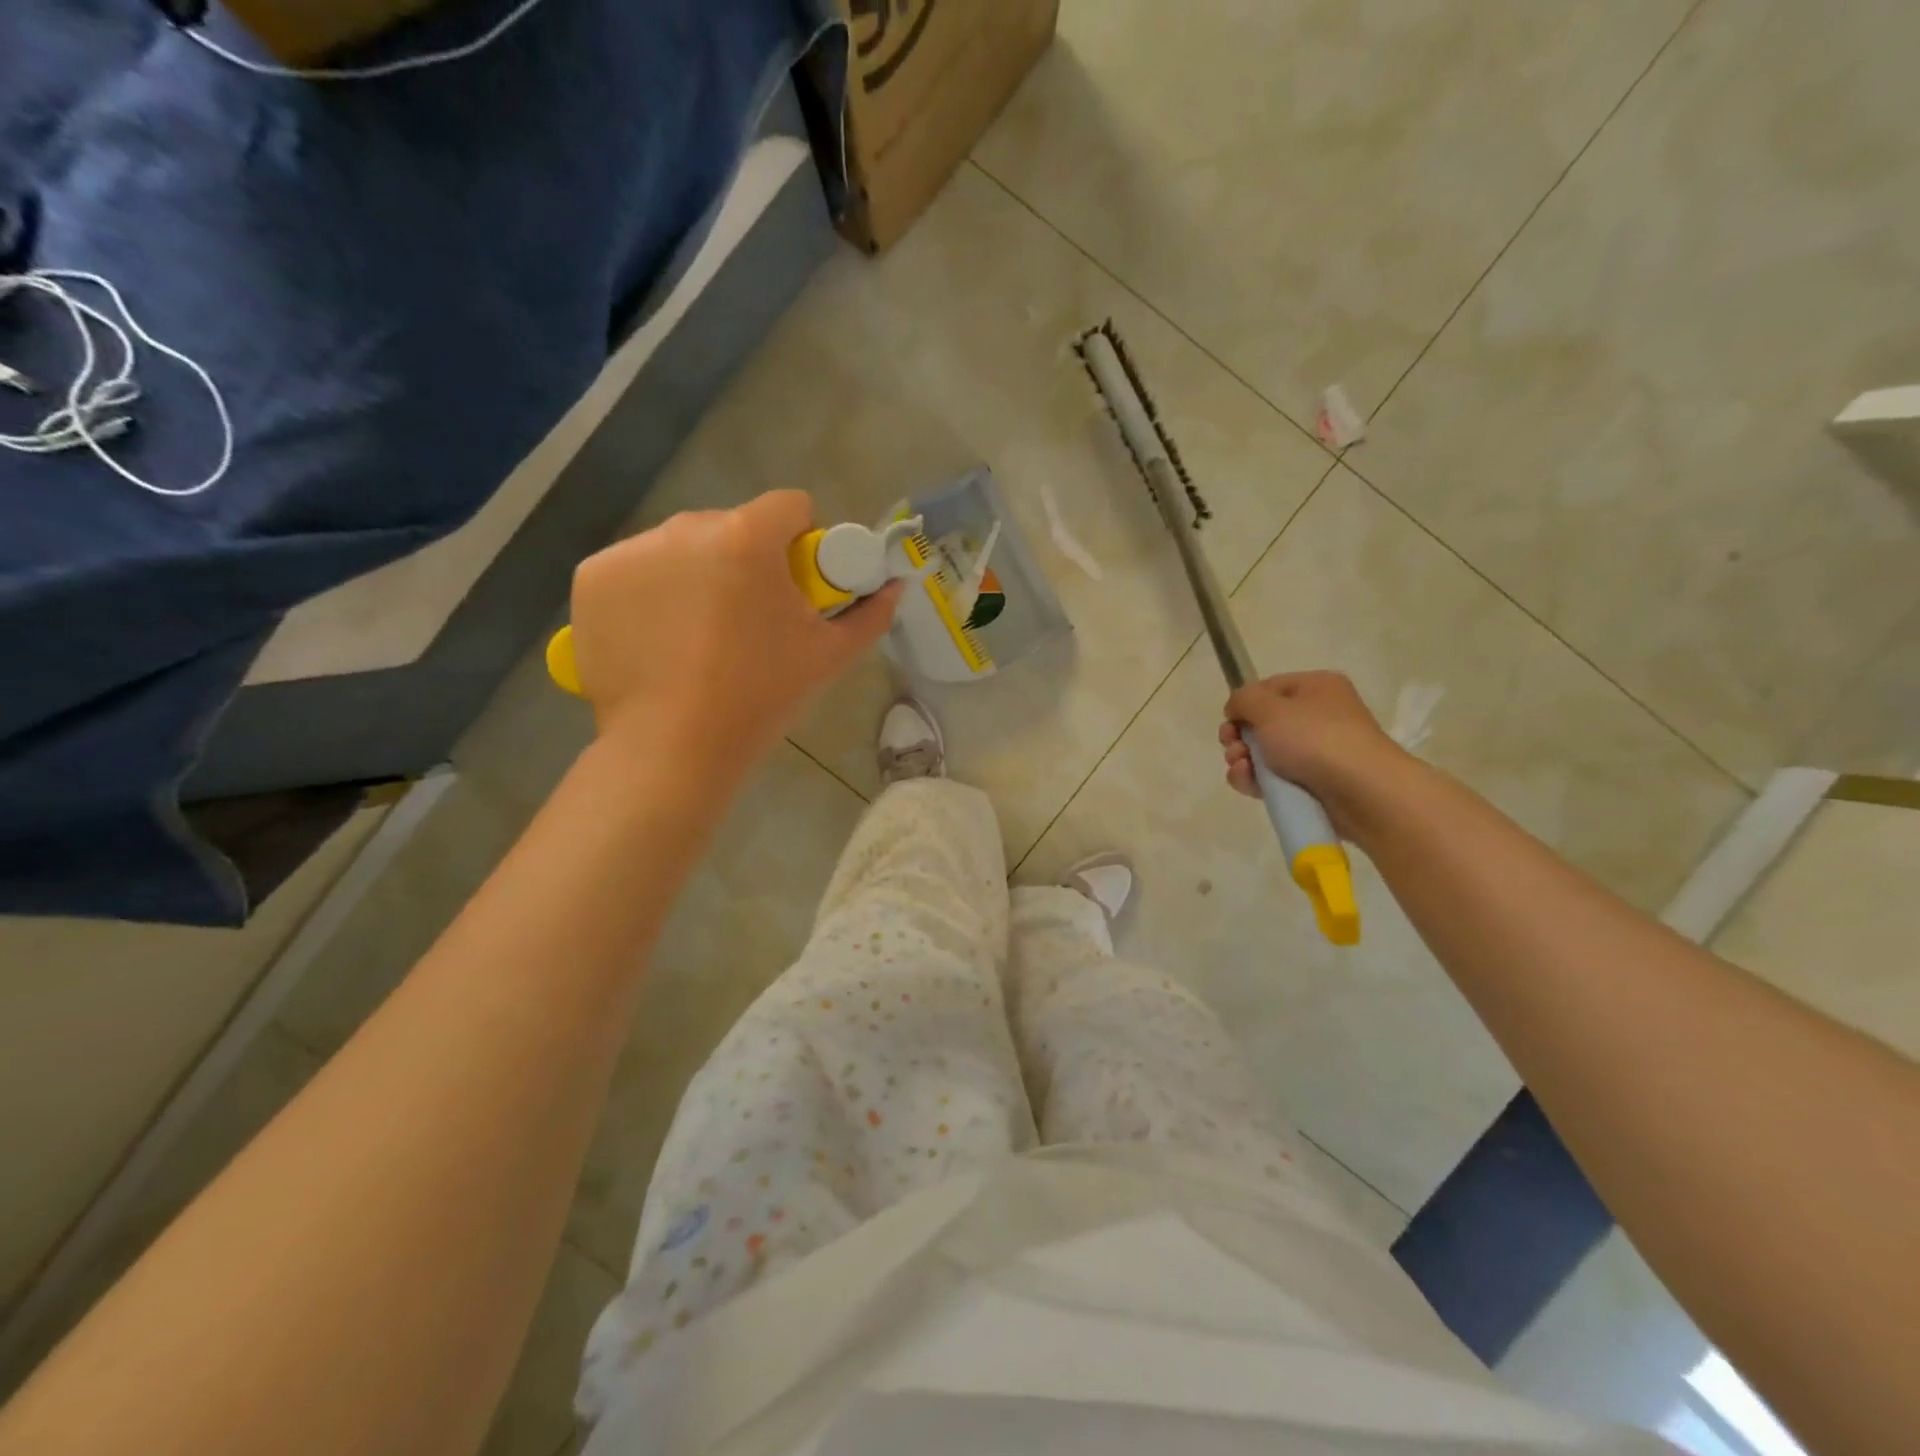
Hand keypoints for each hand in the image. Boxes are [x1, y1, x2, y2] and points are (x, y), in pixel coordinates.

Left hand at [569, 491, 900, 781]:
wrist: (674, 748)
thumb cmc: (761, 697)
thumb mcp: (828, 657)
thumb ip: (869, 615)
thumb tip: (894, 587)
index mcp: (748, 539)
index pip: (790, 506)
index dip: (802, 540)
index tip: (796, 584)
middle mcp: (685, 529)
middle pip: (732, 526)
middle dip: (746, 560)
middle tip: (749, 620)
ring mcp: (632, 551)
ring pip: (681, 546)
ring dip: (697, 573)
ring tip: (700, 635)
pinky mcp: (592, 578)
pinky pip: (636, 569)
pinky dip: (651, 592)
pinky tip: (659, 637)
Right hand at [1220, 671, 1405, 834]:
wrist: (1361, 791)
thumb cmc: (1314, 738)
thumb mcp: (1270, 708)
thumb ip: (1243, 700)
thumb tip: (1236, 709)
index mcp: (1316, 688)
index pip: (1267, 689)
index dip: (1244, 704)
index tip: (1229, 720)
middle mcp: (1318, 716)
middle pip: (1262, 723)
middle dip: (1238, 737)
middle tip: (1233, 748)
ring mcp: (1317, 752)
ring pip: (1264, 753)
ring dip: (1242, 760)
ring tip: (1241, 768)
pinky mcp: (1312, 783)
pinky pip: (1274, 778)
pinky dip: (1255, 780)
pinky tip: (1248, 784)